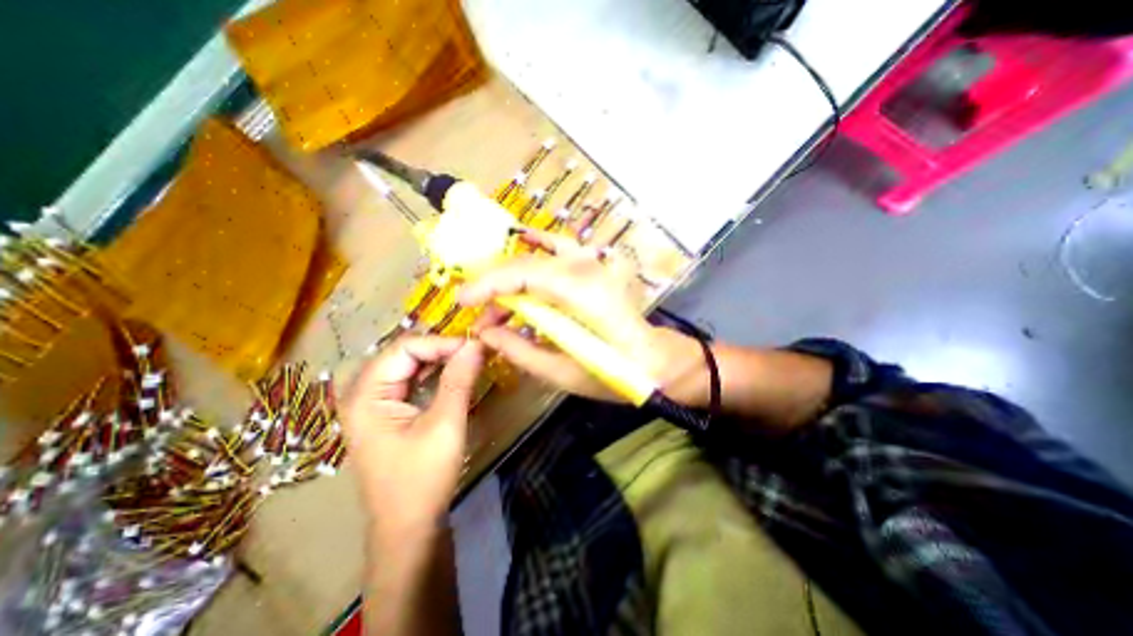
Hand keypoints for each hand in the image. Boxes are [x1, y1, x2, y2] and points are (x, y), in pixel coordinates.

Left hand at [345, 339, 486, 530]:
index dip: (440, 343)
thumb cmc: (423, 478)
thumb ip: (459, 379)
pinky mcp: (388, 414)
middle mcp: (364, 394)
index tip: (473, 346)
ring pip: (408, 366)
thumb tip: (476, 343)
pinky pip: (410, 382)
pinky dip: (433, 374)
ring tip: (468, 357)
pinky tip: (453, 373)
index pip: (404, 348)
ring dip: (438, 359)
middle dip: (439, 348)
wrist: (409, 528)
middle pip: (403, 354)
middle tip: (473, 350)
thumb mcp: (445, 424)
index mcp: (366, 395)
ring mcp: (374, 405)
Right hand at [455, 234, 705, 406]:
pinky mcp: (596, 268)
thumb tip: (486, 335)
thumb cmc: (612, 373)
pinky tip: (525, 241)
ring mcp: (594, 264)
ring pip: (540, 254)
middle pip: (527, 264)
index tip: (463, 301)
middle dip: (496, 286)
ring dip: (513, 272)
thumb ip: (519, 350)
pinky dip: (540, 244)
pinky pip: (561, 248)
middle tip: (481, 314)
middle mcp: (586, 269)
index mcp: (579, 294)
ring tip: (498, 300)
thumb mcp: (561, 373)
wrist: (652, 362)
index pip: (522, 274)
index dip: (487, 284)